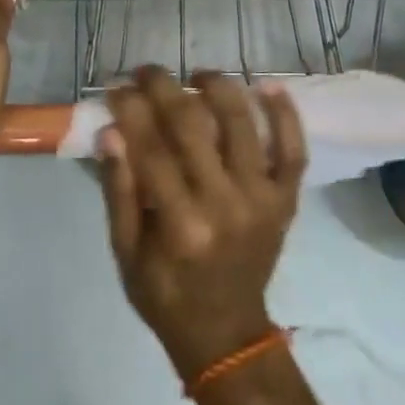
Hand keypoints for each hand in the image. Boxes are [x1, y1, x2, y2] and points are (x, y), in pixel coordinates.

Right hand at [97, 68, 307, 380]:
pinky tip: (268, 85)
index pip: (152, 148)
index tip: (115, 87)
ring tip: (198, 74)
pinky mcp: (286, 200)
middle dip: (165, 88)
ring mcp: (263, 200)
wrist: (226, 334)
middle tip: (147, 71)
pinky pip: (293, 149)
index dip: (131, 110)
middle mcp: (226, 205)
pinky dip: (285, 115)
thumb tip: (111, 132)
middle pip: (193, 126)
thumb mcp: (126, 252)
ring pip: (243, 124)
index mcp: (181, 226)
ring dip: (219, 87)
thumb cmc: (165, 294)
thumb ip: (119, 191)